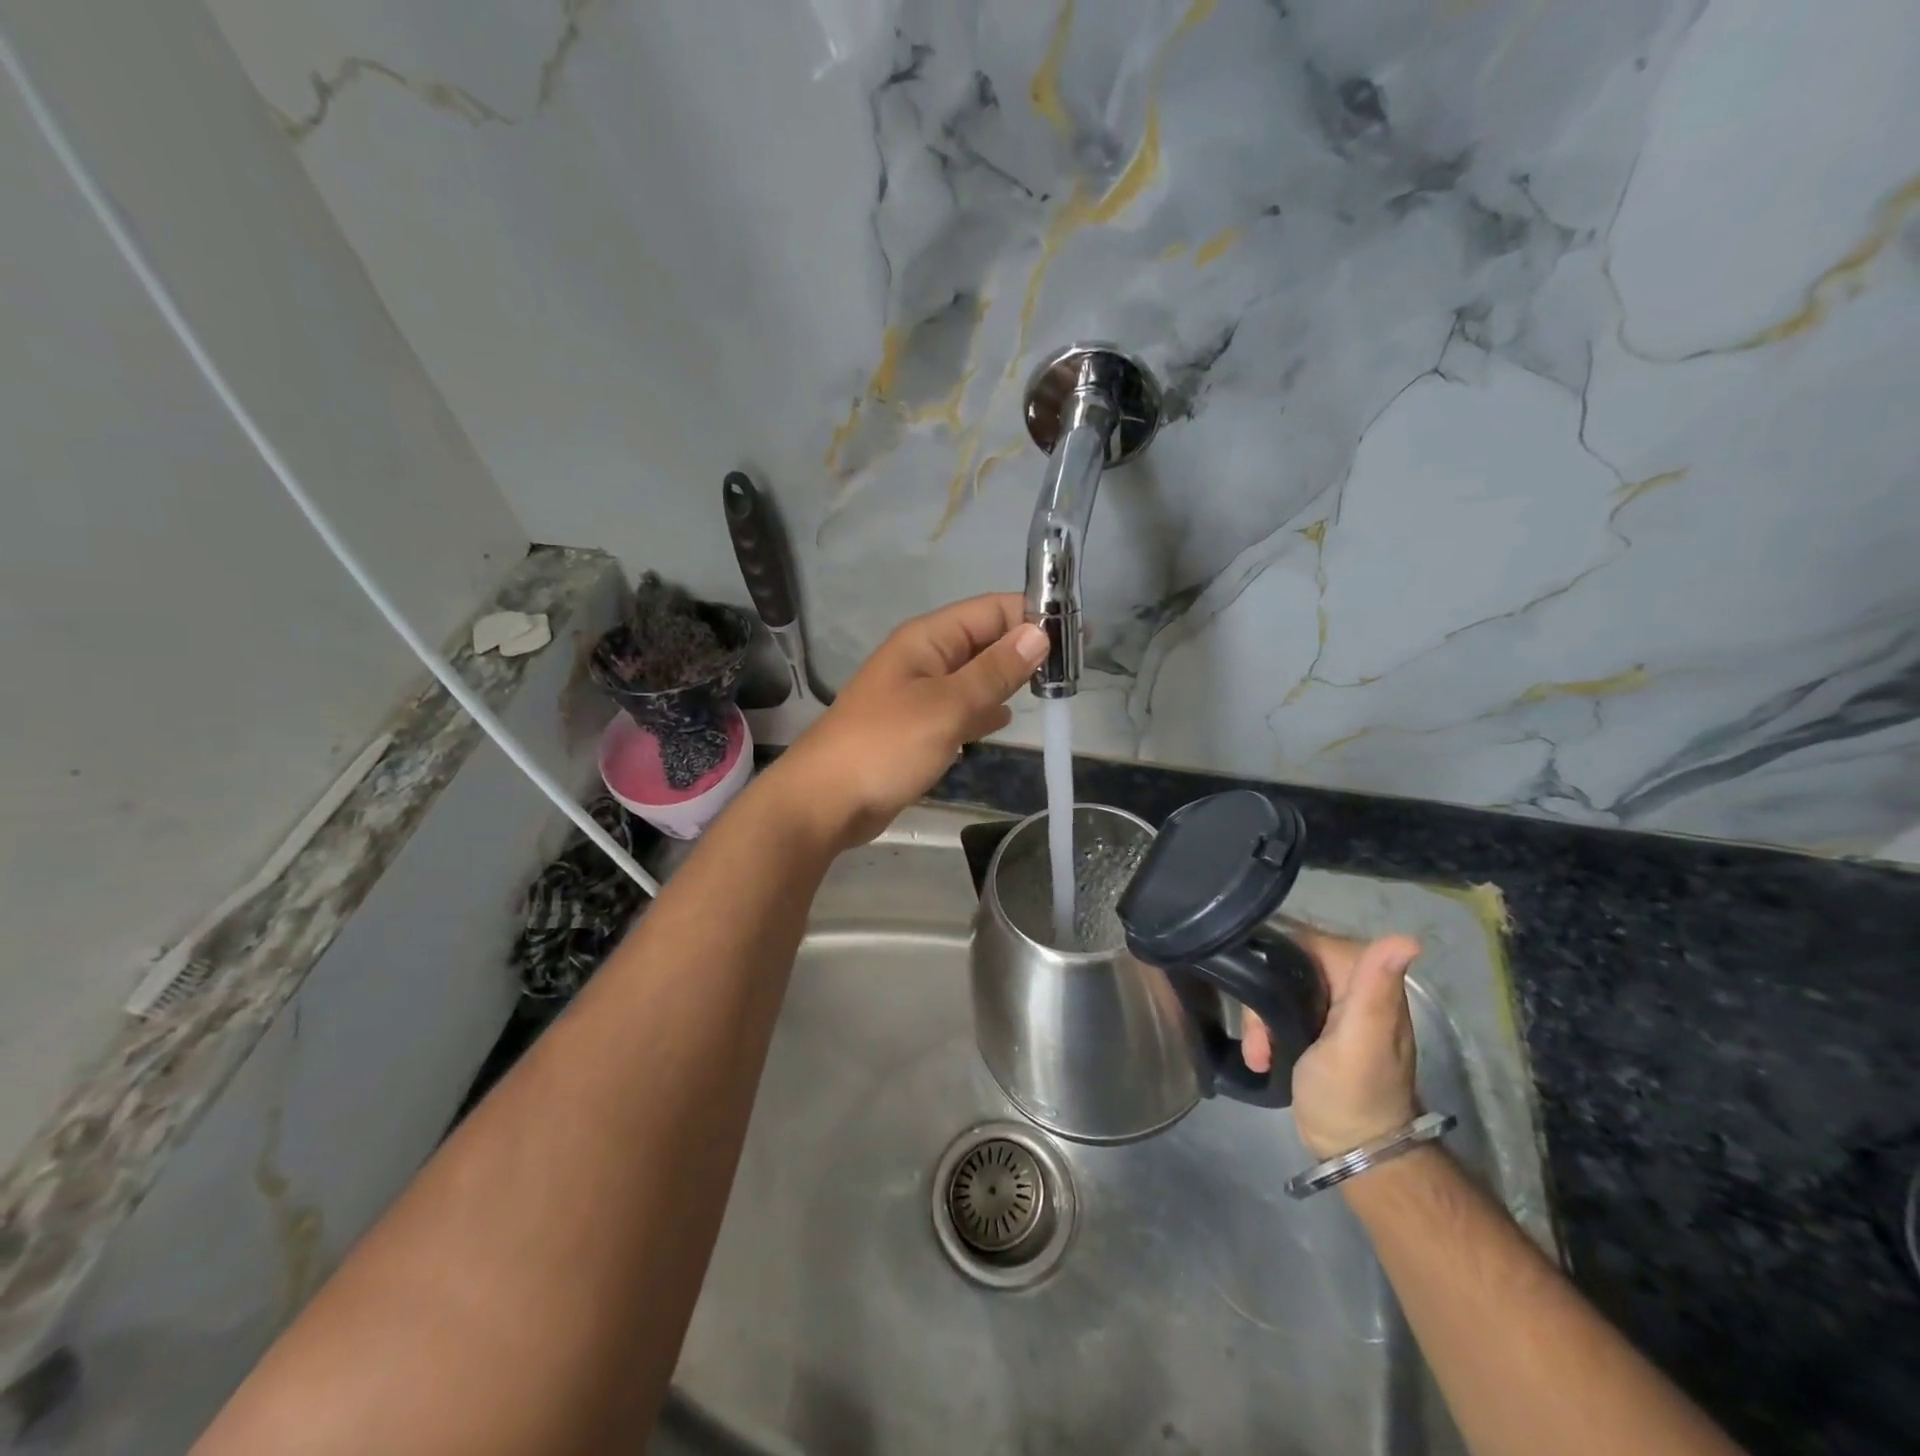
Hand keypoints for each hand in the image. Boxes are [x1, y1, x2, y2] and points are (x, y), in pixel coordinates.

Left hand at [764, 594, 1047, 851]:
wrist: (825, 802)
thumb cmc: (885, 746)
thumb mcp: (947, 706)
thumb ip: (994, 671)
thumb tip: (1039, 634)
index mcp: (927, 639)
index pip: (991, 609)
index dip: (1034, 615)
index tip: (1079, 634)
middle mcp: (924, 658)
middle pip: (984, 640)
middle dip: (1026, 647)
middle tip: (1073, 669)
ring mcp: (918, 694)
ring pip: (974, 675)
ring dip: (1008, 679)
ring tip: (1053, 690)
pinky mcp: (917, 727)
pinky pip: (959, 707)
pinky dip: (983, 709)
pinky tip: (1003, 719)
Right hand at [1241, 930, 1422, 1159]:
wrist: (1354, 1151)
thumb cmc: (1354, 1094)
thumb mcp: (1361, 1040)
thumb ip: (1375, 987)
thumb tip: (1408, 938)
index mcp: (1366, 977)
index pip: (1305, 941)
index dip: (1275, 961)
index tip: (1258, 994)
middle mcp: (1351, 983)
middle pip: (1285, 964)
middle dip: (1263, 997)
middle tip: (1258, 1035)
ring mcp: (1333, 1007)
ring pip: (1276, 988)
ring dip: (1260, 1020)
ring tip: (1259, 1053)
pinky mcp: (1315, 1027)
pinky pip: (1277, 1010)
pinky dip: (1265, 1032)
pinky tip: (1262, 1057)